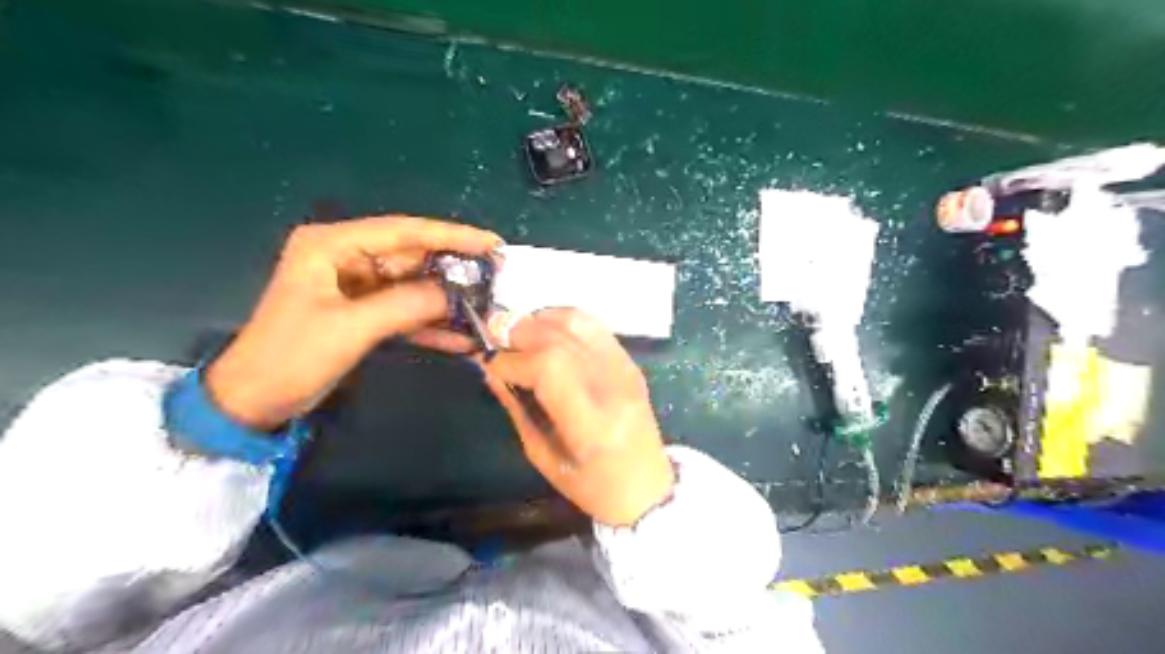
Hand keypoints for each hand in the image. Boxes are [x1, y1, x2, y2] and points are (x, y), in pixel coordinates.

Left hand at [206, 215, 503, 429]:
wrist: (254, 401)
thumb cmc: (292, 356)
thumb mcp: (352, 327)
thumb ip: (407, 304)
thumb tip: (456, 295)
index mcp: (332, 245)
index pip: (403, 231)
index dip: (451, 235)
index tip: (491, 243)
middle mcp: (346, 257)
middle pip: (412, 257)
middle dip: (454, 270)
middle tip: (497, 277)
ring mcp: (356, 286)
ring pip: (413, 285)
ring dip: (446, 300)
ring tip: (487, 306)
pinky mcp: (363, 312)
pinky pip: (405, 311)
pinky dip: (430, 324)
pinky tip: (462, 338)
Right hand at [479, 307, 673, 526]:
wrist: (647, 486)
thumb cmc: (592, 486)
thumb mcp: (543, 456)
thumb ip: (517, 408)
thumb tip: (490, 370)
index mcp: (591, 423)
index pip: (547, 367)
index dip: (510, 360)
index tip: (488, 364)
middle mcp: (612, 387)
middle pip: (560, 338)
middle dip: (519, 333)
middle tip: (495, 341)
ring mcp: (625, 369)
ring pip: (577, 322)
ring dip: (540, 320)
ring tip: (519, 336)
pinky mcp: (629, 362)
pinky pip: (593, 326)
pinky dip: (563, 320)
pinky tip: (545, 332)